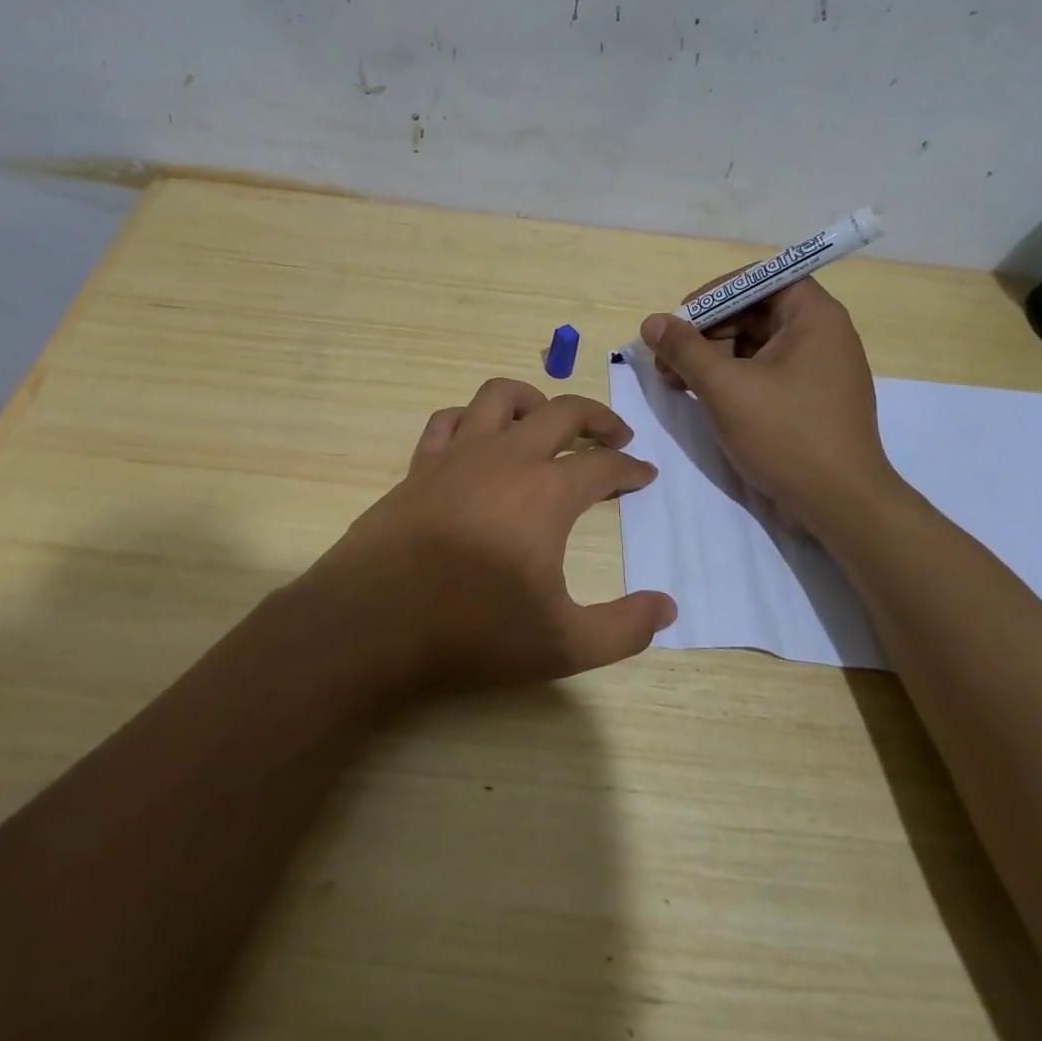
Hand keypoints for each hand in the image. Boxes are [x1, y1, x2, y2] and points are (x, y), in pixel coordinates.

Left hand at [295, 377, 676, 699]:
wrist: (374, 620)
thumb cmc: (471, 629)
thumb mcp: (563, 643)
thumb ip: (624, 628)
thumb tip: (667, 608)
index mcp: (546, 492)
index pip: (603, 466)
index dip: (630, 470)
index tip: (644, 476)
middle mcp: (505, 457)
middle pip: (562, 412)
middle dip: (597, 418)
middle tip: (615, 436)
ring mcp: (457, 455)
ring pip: (499, 397)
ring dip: (533, 400)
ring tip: (547, 420)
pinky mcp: (419, 466)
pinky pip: (448, 421)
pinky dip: (470, 419)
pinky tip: (477, 439)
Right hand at [640, 277, 902, 534]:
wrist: (841, 503)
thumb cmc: (785, 434)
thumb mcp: (724, 387)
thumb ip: (685, 349)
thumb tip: (652, 322)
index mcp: (814, 317)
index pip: (761, 280)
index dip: (717, 293)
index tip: (682, 318)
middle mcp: (823, 335)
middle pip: (754, 313)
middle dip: (706, 332)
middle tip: (667, 359)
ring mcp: (819, 370)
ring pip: (756, 346)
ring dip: (713, 358)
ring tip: (675, 382)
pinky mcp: (812, 400)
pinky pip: (766, 373)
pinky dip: (733, 379)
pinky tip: (702, 397)